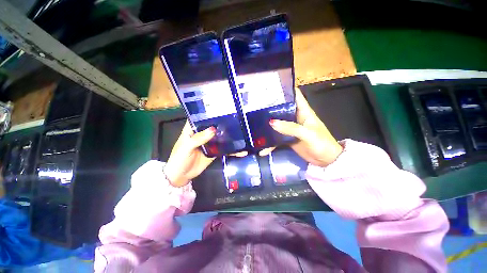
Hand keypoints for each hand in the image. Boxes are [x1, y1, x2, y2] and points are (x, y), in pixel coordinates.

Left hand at [164, 121, 247, 186]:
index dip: (209, 113)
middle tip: (236, 119)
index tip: (222, 109)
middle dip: (223, 124)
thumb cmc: (178, 159)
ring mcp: (209, 143)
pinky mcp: (214, 152)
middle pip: (213, 127)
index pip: (200, 118)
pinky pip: (223, 149)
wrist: (180, 176)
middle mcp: (202, 134)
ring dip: (228, 136)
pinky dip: (231, 150)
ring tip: (241, 132)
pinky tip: (241, 150)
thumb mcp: (186, 147)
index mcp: (192, 130)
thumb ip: (198, 139)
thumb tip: (213, 130)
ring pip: (219, 137)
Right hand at [261, 88, 342, 166]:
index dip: (284, 89)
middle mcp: (295, 117)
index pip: (294, 95)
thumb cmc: (321, 143)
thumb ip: (290, 128)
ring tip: (253, 123)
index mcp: (303, 111)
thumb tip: (271, 122)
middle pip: (282, 108)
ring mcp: (290, 128)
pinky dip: (269, 142)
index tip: (270, 88)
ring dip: (267, 124)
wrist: (325, 160)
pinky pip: (276, 138)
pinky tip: (261, 148)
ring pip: (277, 123)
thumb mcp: (308, 134)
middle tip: (255, 106)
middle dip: (270, 107)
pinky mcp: (287, 138)